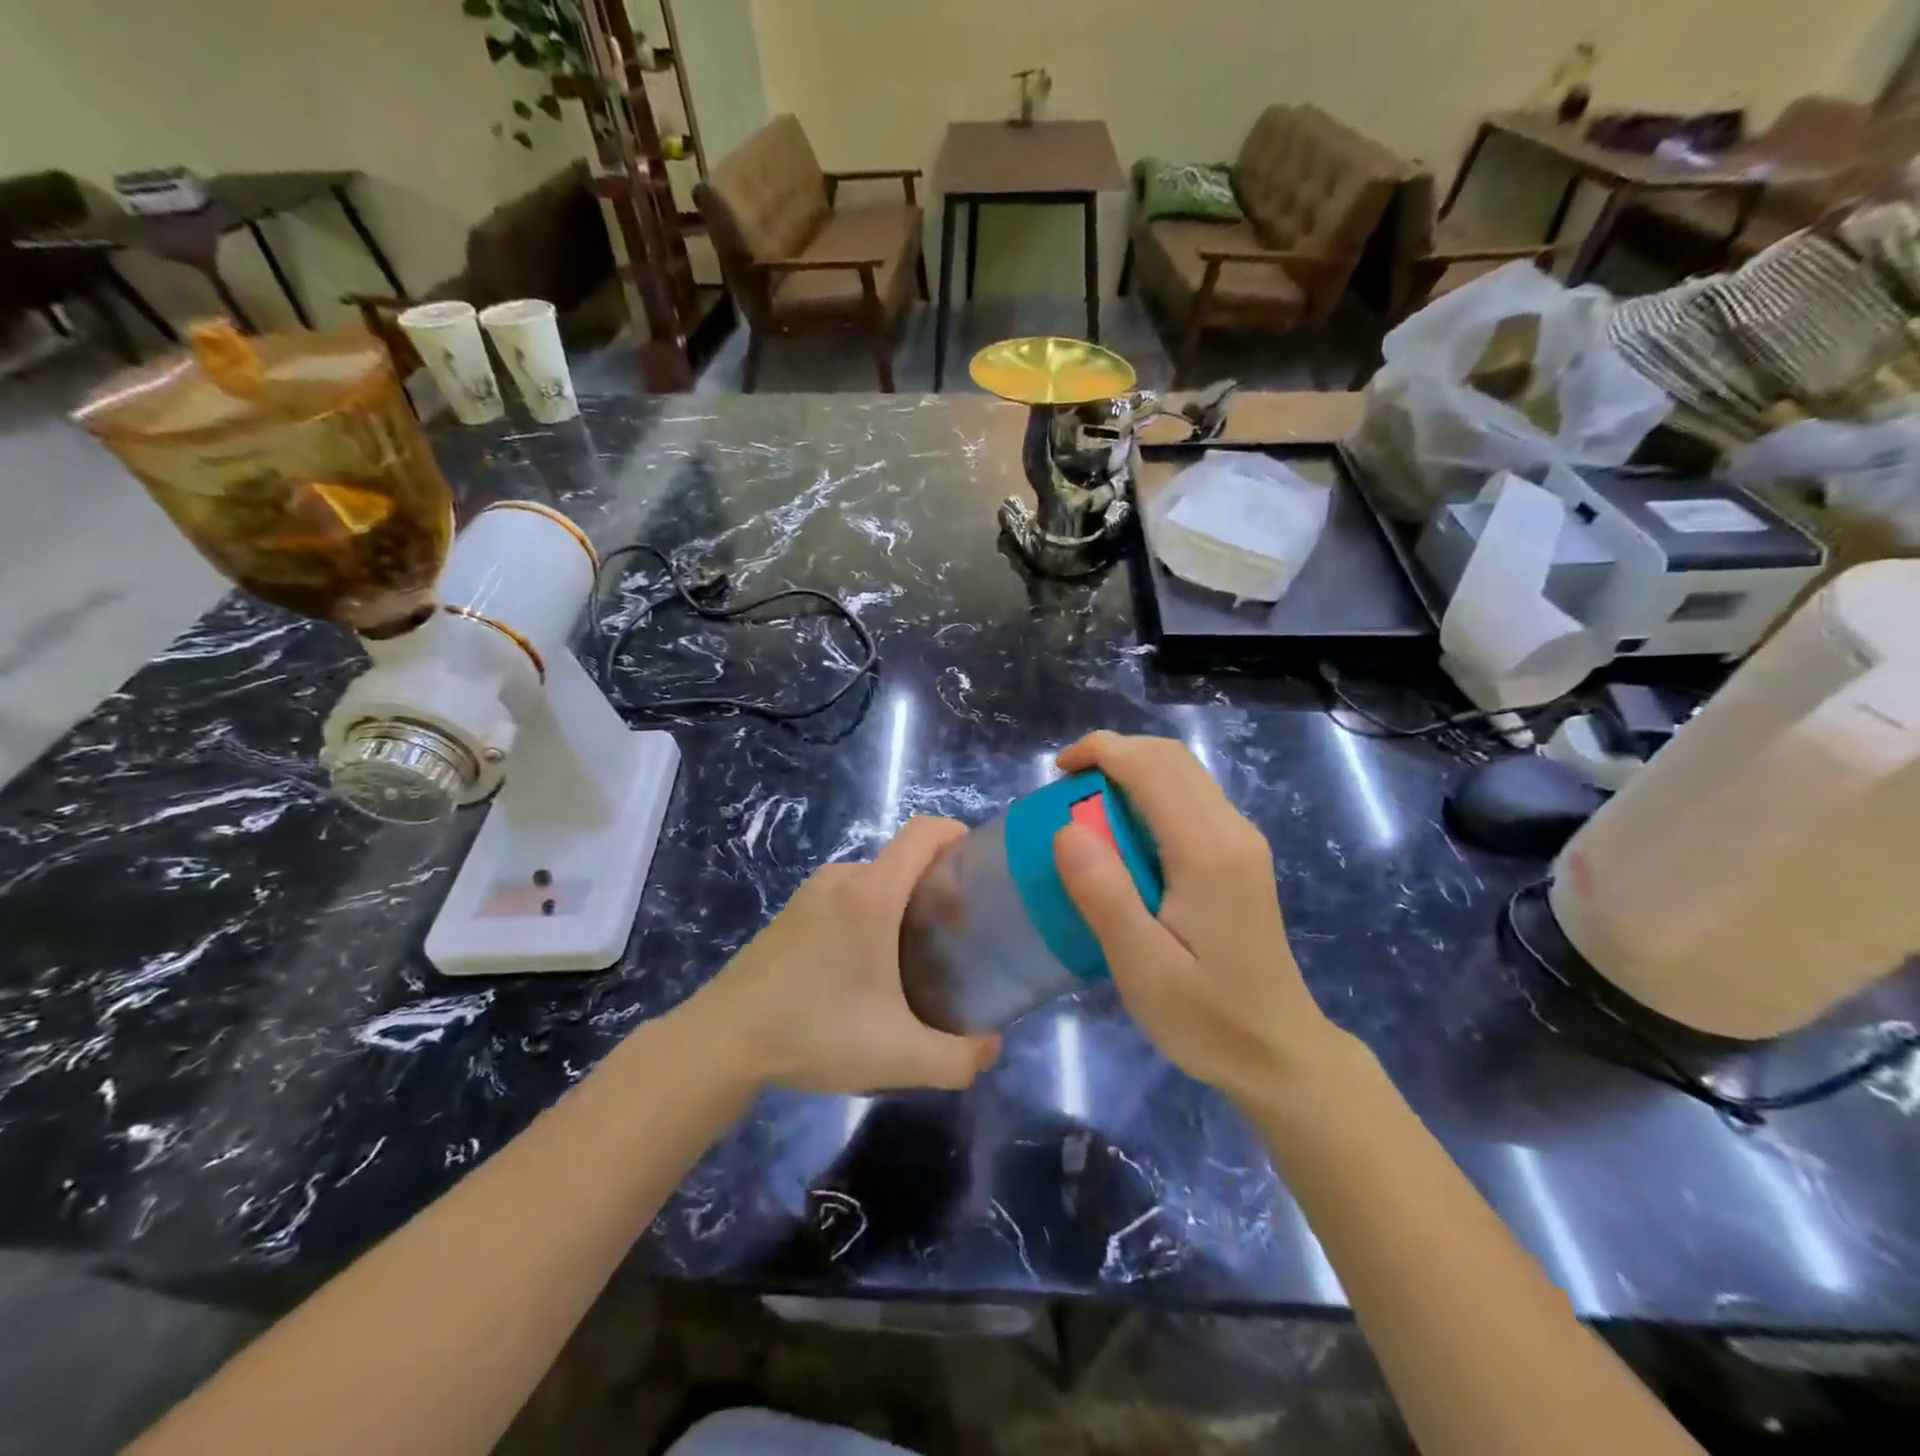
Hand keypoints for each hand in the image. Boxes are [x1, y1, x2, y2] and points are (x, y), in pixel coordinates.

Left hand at [688, 817, 1000, 1094]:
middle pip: (903, 860)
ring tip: (914, 956)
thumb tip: (991, 1047)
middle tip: (955, 935)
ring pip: (875, 881)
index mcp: (872, 893)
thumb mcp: (899, 1056)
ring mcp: (811, 893)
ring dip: (902, 904)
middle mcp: (842, 879)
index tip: (980, 870)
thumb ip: (959, 1059)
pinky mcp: (791, 913)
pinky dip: (870, 914)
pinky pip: (846, 896)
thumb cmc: (815, 1033)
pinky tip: (866, 968)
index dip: (958, 835)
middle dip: (937, 886)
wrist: (722, 1042)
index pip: (924, 832)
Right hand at [1051, 732, 1344, 1103]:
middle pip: (1171, 759)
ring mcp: (1241, 841)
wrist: (1280, 1055)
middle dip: (1114, 754)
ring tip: (1086, 808)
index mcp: (1208, 851)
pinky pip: (1189, 800)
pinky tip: (1123, 836)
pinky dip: (1148, 795)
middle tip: (1066, 790)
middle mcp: (1232, 831)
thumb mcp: (1143, 968)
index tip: (1056, 772)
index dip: (1100, 752)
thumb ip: (1104, 894)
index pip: (1152, 768)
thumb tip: (1066, 828)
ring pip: (1183, 774)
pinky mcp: (1239, 856)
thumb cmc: (1207, 1019)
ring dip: (1131, 772)